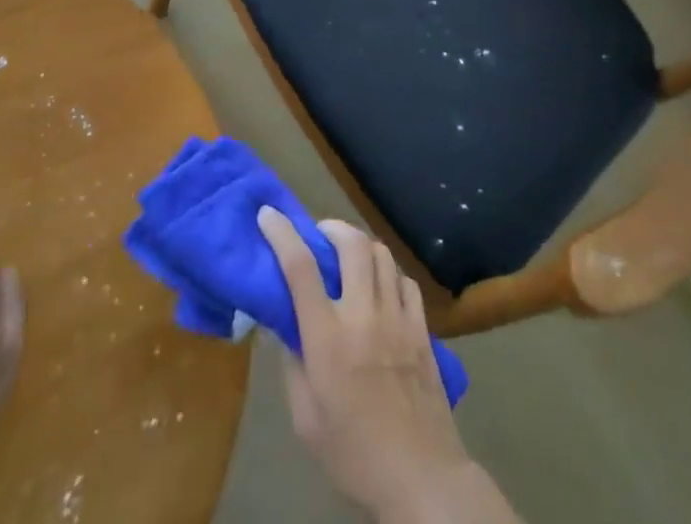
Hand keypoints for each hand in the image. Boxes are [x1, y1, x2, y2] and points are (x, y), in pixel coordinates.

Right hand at [257, 209, 515, 523]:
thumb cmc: (352, 452)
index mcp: (327, 337)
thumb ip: (292, 362)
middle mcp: (363, 314)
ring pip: (381, 254)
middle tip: (319, 236)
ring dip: (361, 246)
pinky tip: (382, 287)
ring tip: (350, 256)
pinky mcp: (422, 328)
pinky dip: (389, 273)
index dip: (282, 233)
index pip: (300, 267)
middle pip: (351, 243)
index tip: (268, 214)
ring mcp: (397, 317)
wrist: (419, 476)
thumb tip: (283, 323)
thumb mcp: (305, 417)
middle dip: (331, 228)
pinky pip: (405, 280)